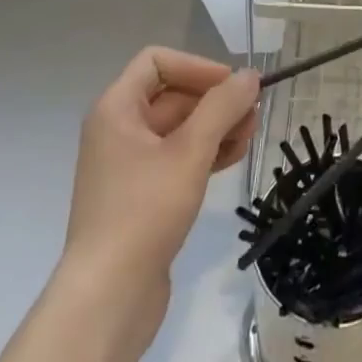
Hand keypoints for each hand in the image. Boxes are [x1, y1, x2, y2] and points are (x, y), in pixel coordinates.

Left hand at [60, 47, 259, 361]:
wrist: (107, 300)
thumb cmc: (144, 212)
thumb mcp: (190, 152)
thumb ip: (222, 107)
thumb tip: (249, 76)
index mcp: (117, 109)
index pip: (158, 61)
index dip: (197, 66)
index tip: (231, 87)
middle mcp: (119, 130)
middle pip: (173, 94)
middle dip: (215, 100)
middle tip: (253, 114)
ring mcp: (129, 165)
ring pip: (180, 128)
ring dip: (216, 126)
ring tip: (250, 136)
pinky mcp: (142, 196)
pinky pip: (178, 158)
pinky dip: (205, 153)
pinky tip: (234, 158)